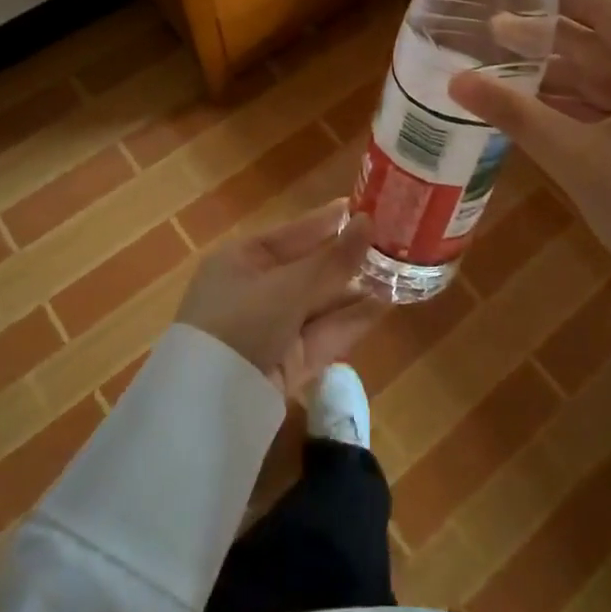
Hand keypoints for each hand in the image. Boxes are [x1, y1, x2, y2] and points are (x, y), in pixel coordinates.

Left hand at [177, 199, 385, 397]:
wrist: (209, 405)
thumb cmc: (241, 322)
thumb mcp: (287, 286)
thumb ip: (332, 260)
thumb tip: (368, 222)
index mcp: (243, 259)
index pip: (295, 232)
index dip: (331, 220)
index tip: (367, 206)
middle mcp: (258, 289)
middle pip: (312, 267)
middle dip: (351, 257)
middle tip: (396, 239)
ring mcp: (275, 328)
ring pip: (323, 301)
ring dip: (359, 288)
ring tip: (402, 270)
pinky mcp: (292, 362)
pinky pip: (327, 333)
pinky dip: (355, 319)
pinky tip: (388, 303)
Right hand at [449, 0, 610, 283]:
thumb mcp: (576, 157)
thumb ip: (515, 114)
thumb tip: (456, 82)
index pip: (607, 11)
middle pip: (603, 45)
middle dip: (547, 42)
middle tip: (490, 35)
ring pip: (608, 78)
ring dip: (559, 77)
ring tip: (502, 69)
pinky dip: (579, 105)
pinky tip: (536, 106)